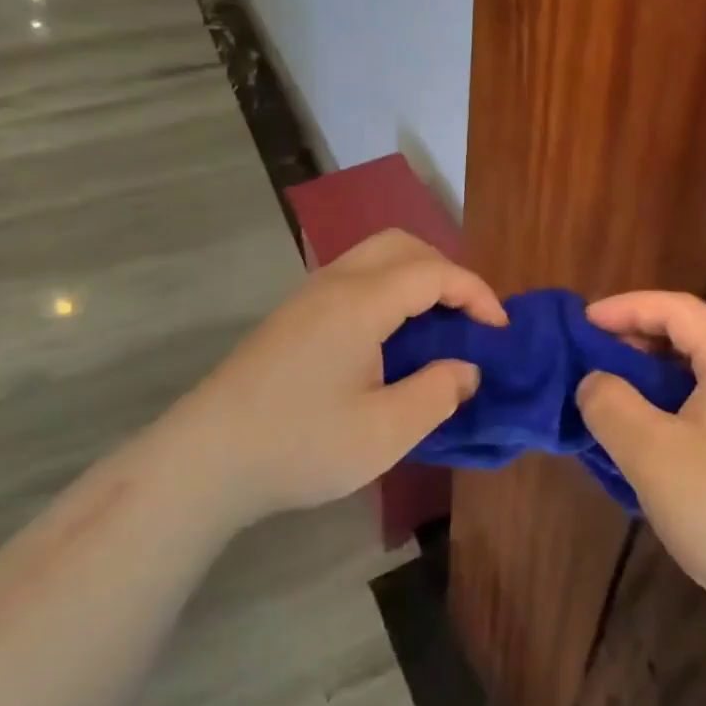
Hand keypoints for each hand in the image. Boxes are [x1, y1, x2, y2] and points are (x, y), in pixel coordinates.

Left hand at [177, 229, 506, 521]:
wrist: (205, 460)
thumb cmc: (299, 445)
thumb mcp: (384, 433)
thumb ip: (437, 393)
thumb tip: (467, 368)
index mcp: (361, 302)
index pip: (434, 272)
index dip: (476, 292)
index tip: (500, 328)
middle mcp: (335, 283)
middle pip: (402, 245)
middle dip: (446, 270)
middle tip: (468, 316)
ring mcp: (308, 296)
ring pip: (374, 256)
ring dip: (415, 275)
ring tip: (436, 322)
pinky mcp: (293, 315)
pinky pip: (354, 277)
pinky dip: (389, 288)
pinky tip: (391, 336)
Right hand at [577, 292, 705, 619]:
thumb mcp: (649, 454)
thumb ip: (610, 404)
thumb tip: (595, 381)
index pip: (678, 308)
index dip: (627, 307)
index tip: (585, 322)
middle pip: (702, 328)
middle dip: (649, 329)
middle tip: (605, 349)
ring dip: (669, 364)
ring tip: (629, 386)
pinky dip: (689, 394)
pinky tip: (667, 430)